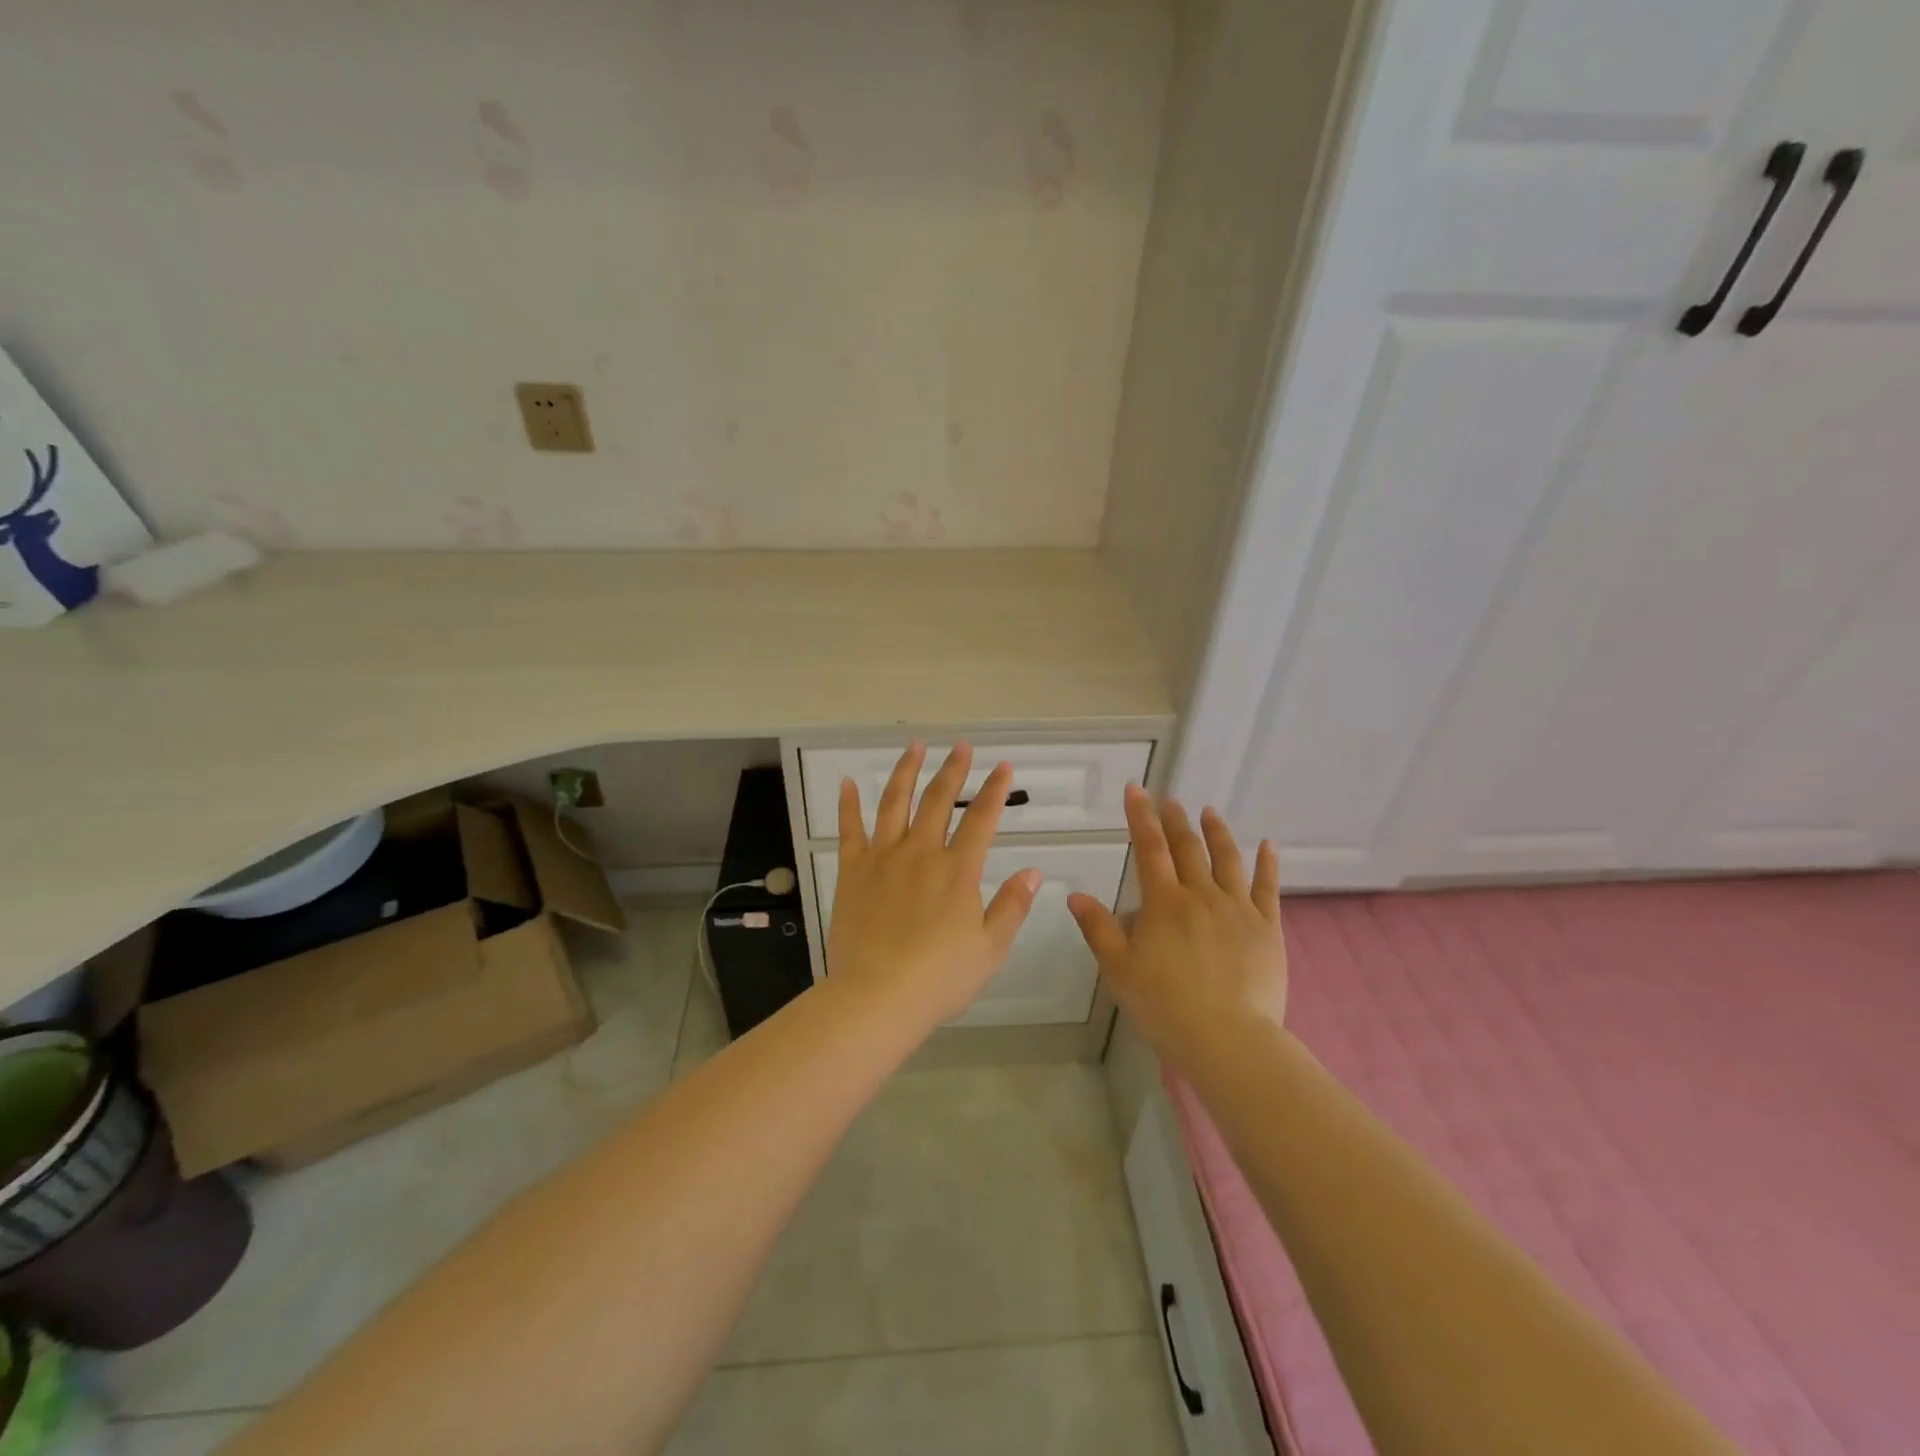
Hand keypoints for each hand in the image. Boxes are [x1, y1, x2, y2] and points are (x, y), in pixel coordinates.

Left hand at [827, 742, 1040, 1029]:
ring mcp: (883, 858)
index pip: (981, 819)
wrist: (877, 996)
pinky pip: (850, 829)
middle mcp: (921, 853)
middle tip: (962, 746)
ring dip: (906, 771)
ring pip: (895, 802)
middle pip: (938, 800)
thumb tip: (1033, 872)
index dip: (994, 790)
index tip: (1004, 766)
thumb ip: (1012, 906)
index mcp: (958, 870)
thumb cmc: (939, 978)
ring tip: (915, 746)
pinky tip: (849, 782)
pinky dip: (849, 803)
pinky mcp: (853, 871)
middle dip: (953, 769)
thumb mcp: (990, 948)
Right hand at [1068, 786, 1286, 1068]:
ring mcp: (1238, 909)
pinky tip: (1269, 845)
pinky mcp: (1267, 928)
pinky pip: (1268, 887)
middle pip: (1187, 847)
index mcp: (1164, 903)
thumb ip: (1098, 929)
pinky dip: (1268, 863)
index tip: (1136, 789)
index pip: (1149, 848)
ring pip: (1227, 859)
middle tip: (1169, 798)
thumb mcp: (1118, 970)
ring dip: (1217, 831)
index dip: (1140, 816)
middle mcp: (1201, 895)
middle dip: (1175, 819)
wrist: (1229, 1039)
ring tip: (1209, 811)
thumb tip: (1075, 895)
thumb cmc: (1165, 1006)